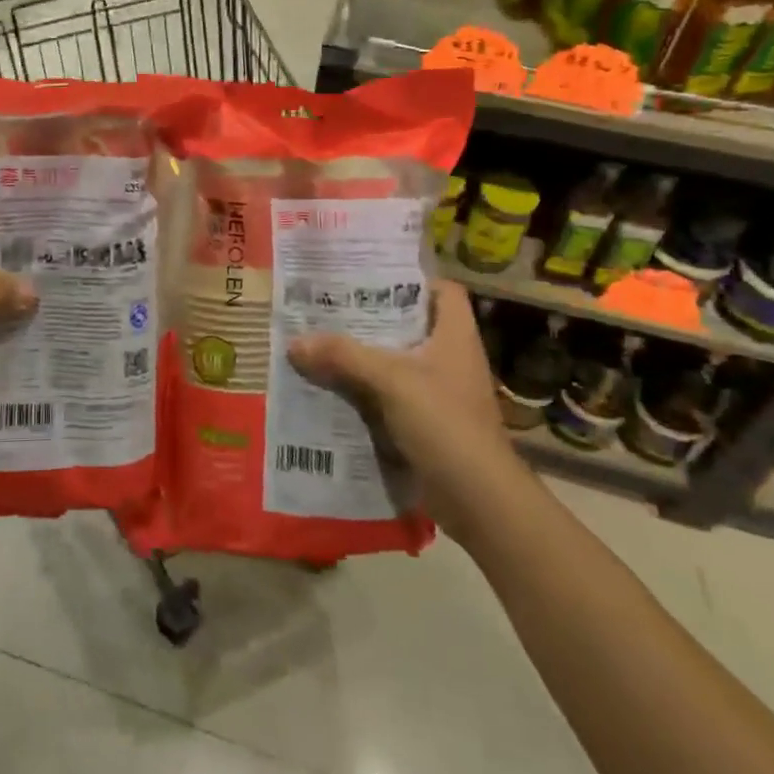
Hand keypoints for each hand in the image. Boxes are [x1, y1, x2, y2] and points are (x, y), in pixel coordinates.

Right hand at [287, 282, 512, 488]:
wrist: (478, 499)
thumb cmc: (445, 423)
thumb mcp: (391, 380)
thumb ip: (344, 356)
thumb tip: (295, 342)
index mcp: (455, 336)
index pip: (444, 291)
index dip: (413, 278)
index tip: (371, 275)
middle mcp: (449, 358)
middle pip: (410, 325)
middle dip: (371, 317)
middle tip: (328, 306)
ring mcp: (438, 392)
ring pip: (395, 362)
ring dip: (362, 355)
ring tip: (319, 341)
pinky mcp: (425, 423)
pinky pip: (388, 395)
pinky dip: (363, 390)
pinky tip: (329, 387)